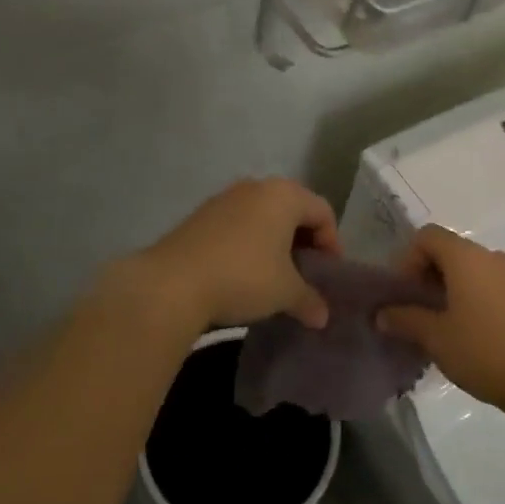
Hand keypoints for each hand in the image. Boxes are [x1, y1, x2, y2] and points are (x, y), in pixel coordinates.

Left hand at [139, 178, 339, 333]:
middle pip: (293, 209)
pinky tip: (243, 273)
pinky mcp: (201, 215)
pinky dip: (249, 243)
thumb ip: (309, 300)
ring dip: (275, 242)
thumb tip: (322, 316)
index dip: (332, 243)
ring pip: (263, 216)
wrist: (172, 283)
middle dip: (303, 241)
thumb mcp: (285, 292)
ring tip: (274, 276)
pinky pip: (238, 224)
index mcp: (284, 195)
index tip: (328, 274)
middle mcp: (256, 187)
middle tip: (306, 273)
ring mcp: (225, 198)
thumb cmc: (243, 277)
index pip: (322, 212)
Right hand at [379, 225, 504, 423]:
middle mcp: (491, 256)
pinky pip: (492, 286)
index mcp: (465, 257)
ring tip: (444, 327)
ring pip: (473, 270)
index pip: (427, 236)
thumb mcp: (437, 338)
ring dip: (452, 289)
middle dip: (428, 276)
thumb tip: (382, 314)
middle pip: (450, 251)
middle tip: (417, 312)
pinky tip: (474, 335)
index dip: (407, 259)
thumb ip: (406, 320)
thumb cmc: (485, 351)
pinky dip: (475, 299)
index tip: (403, 293)